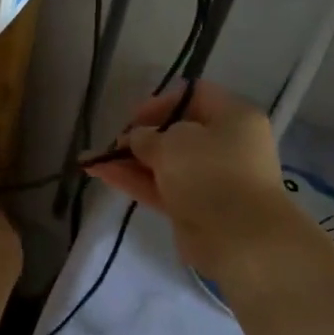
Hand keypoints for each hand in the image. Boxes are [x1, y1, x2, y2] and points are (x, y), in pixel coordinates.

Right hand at [84, 81, 306, 279]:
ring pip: (166, 163)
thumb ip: (147, 136)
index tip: (134, 118)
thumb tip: (137, 139)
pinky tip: (102, 174)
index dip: (161, 102)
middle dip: (141, 136)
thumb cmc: (210, 173)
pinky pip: (162, 187)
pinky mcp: (196, 207)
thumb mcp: (172, 142)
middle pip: (178, 132)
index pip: (195, 96)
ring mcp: (211, 179)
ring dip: (131, 161)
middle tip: (114, 143)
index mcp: (233, 118)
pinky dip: (135, 181)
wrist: (239, 238)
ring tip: (94, 160)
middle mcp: (226, 145)